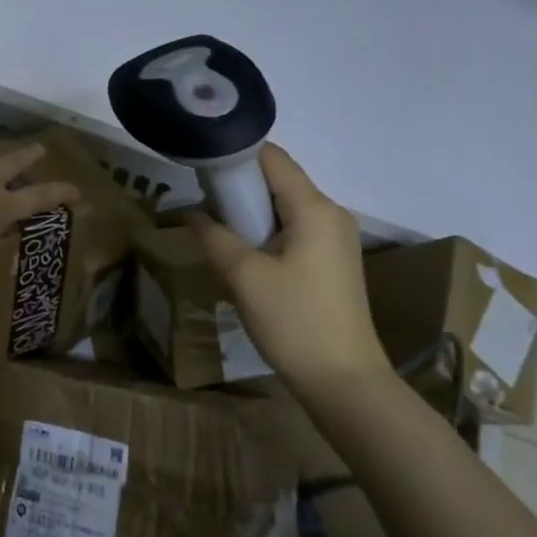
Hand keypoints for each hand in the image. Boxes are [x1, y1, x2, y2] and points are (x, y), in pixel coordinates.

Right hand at [188, 144, 390, 395]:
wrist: (345, 382)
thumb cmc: (294, 322)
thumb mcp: (244, 277)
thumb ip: (214, 237)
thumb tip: (191, 213)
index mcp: (315, 208)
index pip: (272, 157)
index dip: (236, 154)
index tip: (201, 165)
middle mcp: (331, 214)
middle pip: (279, 180)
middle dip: (239, 185)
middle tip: (202, 200)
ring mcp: (336, 238)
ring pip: (286, 206)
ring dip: (252, 210)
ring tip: (217, 227)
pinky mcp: (334, 261)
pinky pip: (296, 229)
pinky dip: (268, 230)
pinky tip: (245, 253)